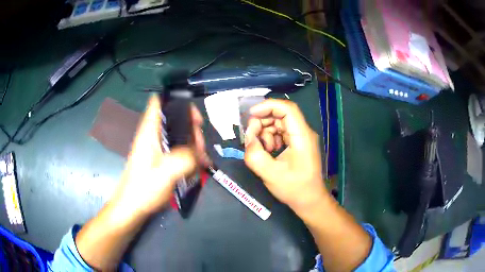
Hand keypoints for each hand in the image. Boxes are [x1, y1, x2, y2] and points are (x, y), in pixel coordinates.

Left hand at [112, 95, 208, 215]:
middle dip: (190, 127)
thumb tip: (200, 152)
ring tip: (201, 159)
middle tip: (201, 145)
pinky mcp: (157, 159)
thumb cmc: (144, 188)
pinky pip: (175, 149)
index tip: (193, 114)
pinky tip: (195, 166)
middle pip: (173, 119)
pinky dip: (186, 154)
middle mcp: (151, 135)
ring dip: (190, 143)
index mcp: (149, 132)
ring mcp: (154, 148)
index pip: (158, 103)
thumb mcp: (167, 173)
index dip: (176, 101)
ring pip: (176, 135)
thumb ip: (186, 158)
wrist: (131, 207)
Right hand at [244, 99, 327, 213]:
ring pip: (279, 123)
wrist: (309, 200)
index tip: (251, 115)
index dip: (268, 106)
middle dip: (263, 122)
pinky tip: (269, 152)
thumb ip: (254, 154)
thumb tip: (248, 138)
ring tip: (263, 150)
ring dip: (265, 132)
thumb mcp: (269, 174)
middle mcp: (303, 132)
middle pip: (281, 114)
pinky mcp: (297, 143)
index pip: (287, 108)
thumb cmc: (294, 188)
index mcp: (302, 136)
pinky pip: (281, 132)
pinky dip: (270, 138)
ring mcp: (301, 137)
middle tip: (251, 137)